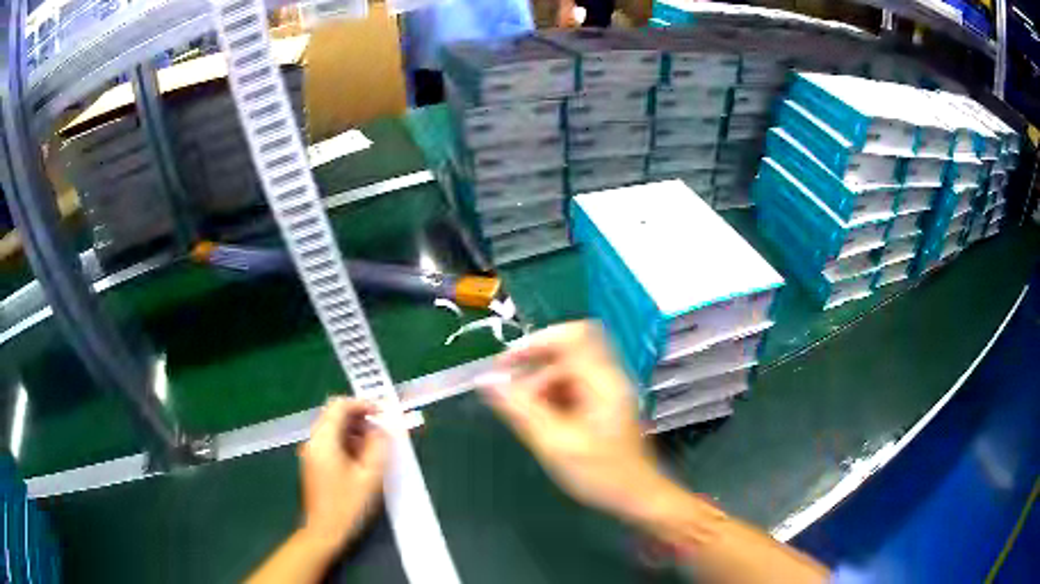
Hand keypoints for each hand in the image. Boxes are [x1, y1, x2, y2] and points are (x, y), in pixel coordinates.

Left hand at [298, 397, 388, 552]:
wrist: (324, 532)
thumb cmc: (348, 504)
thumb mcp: (370, 476)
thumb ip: (378, 447)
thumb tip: (382, 428)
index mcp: (324, 440)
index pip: (339, 406)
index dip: (362, 404)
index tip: (383, 412)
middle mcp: (313, 441)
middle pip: (334, 416)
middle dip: (360, 418)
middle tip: (383, 430)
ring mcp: (311, 453)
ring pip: (333, 430)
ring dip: (355, 431)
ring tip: (377, 446)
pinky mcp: (314, 464)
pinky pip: (330, 443)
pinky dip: (347, 443)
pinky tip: (363, 459)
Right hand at [480, 321, 674, 523]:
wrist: (637, 496)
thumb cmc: (601, 473)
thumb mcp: (555, 444)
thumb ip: (521, 410)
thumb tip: (486, 382)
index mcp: (602, 381)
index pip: (571, 336)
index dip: (535, 342)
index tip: (506, 365)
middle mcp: (608, 377)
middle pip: (567, 351)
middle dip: (534, 368)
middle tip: (510, 394)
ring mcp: (608, 390)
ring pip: (568, 370)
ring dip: (542, 385)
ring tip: (526, 416)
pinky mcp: (604, 403)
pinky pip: (573, 386)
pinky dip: (553, 397)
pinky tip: (543, 421)